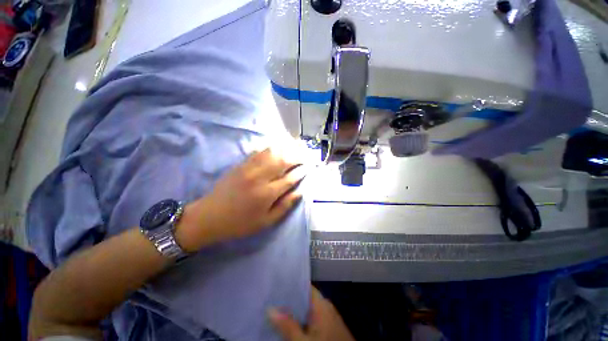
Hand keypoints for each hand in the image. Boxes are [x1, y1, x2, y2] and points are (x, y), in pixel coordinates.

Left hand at [177, 148, 304, 250]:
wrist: (209, 216)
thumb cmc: (240, 223)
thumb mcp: (265, 222)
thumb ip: (284, 206)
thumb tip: (300, 192)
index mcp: (267, 194)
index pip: (290, 178)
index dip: (301, 172)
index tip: (309, 167)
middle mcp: (260, 177)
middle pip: (283, 161)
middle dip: (297, 156)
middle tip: (306, 154)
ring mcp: (249, 168)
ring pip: (272, 153)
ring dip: (286, 148)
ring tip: (296, 146)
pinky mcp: (241, 165)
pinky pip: (259, 152)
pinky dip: (271, 147)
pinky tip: (277, 145)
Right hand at [269, 286, 354, 340]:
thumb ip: (287, 325)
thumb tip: (270, 309)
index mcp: (321, 303)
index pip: (304, 287)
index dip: (290, 285)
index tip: (276, 285)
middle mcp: (326, 307)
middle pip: (305, 299)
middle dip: (289, 301)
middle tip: (272, 301)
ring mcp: (329, 318)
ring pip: (308, 311)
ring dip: (295, 313)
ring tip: (276, 312)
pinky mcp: (330, 329)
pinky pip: (313, 320)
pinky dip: (302, 322)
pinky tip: (291, 326)